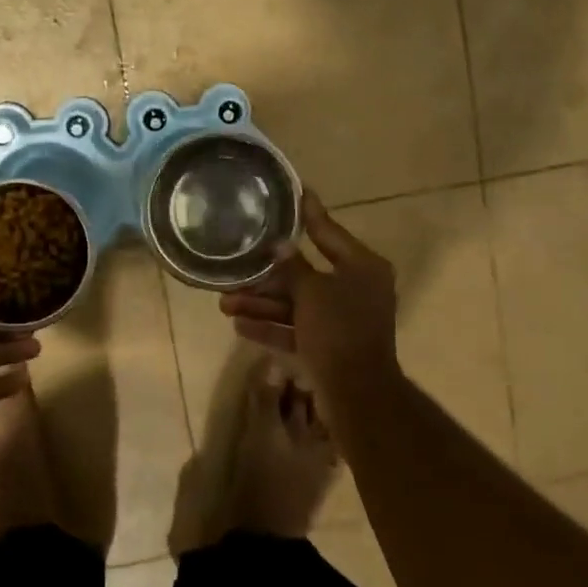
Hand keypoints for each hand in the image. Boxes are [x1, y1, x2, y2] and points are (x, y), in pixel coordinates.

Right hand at [218, 193, 400, 397]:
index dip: (309, 214)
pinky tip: (240, 324)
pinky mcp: (330, 346)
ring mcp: (343, 319)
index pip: (329, 232)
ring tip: (225, 302)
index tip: (296, 191)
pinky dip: (272, 326)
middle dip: (268, 276)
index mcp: (362, 267)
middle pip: (305, 273)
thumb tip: (280, 246)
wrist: (357, 395)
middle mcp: (355, 289)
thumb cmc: (338, 331)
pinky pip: (297, 328)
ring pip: (297, 304)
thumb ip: (293, 267)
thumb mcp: (311, 293)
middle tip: (236, 267)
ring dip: (262, 303)